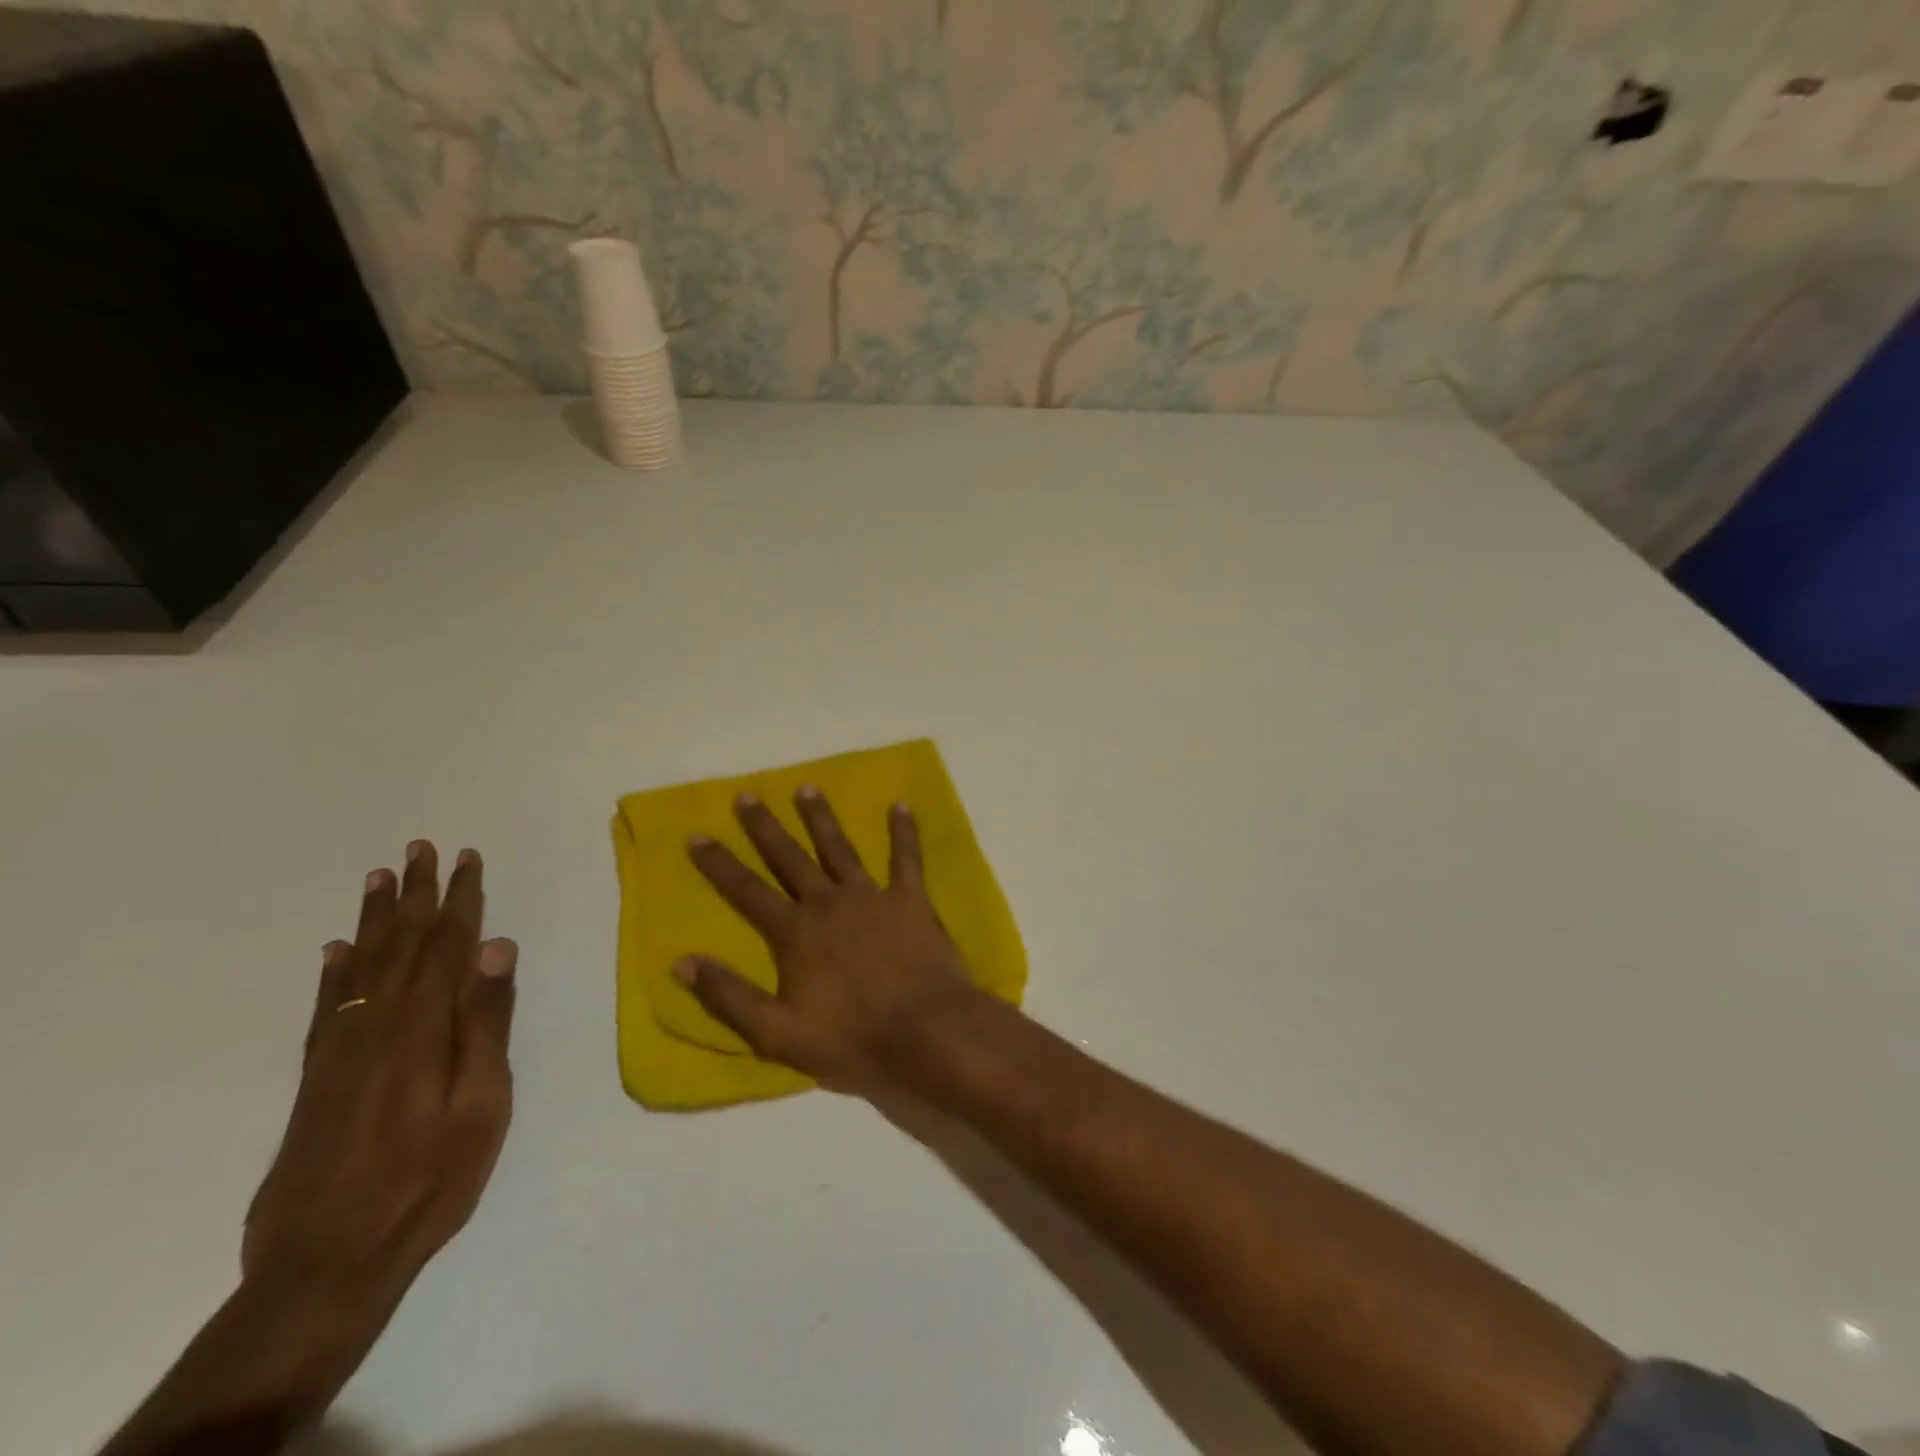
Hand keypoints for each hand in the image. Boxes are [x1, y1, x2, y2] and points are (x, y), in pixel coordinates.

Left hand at [243, 843, 517, 1298]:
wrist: (327, 1264)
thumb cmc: (429, 1181)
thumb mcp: (482, 1106)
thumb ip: (488, 1024)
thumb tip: (497, 948)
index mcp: (424, 1030)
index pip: (447, 946)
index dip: (459, 899)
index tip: (466, 858)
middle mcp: (378, 1027)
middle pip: (401, 945)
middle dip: (414, 894)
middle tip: (419, 848)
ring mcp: (341, 1053)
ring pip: (361, 967)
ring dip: (373, 919)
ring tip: (379, 877)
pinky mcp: (317, 1080)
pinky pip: (326, 1008)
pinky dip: (333, 973)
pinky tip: (335, 951)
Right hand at [679, 789, 981, 1087]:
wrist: (926, 1031)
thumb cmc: (852, 1037)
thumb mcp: (778, 1033)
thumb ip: (730, 996)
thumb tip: (683, 962)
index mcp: (796, 932)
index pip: (747, 891)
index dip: (719, 864)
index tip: (697, 834)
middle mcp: (829, 902)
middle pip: (790, 858)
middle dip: (765, 827)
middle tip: (747, 795)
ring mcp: (872, 896)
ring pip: (840, 848)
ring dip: (821, 817)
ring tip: (807, 788)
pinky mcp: (910, 899)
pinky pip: (907, 857)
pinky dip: (904, 831)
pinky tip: (901, 804)